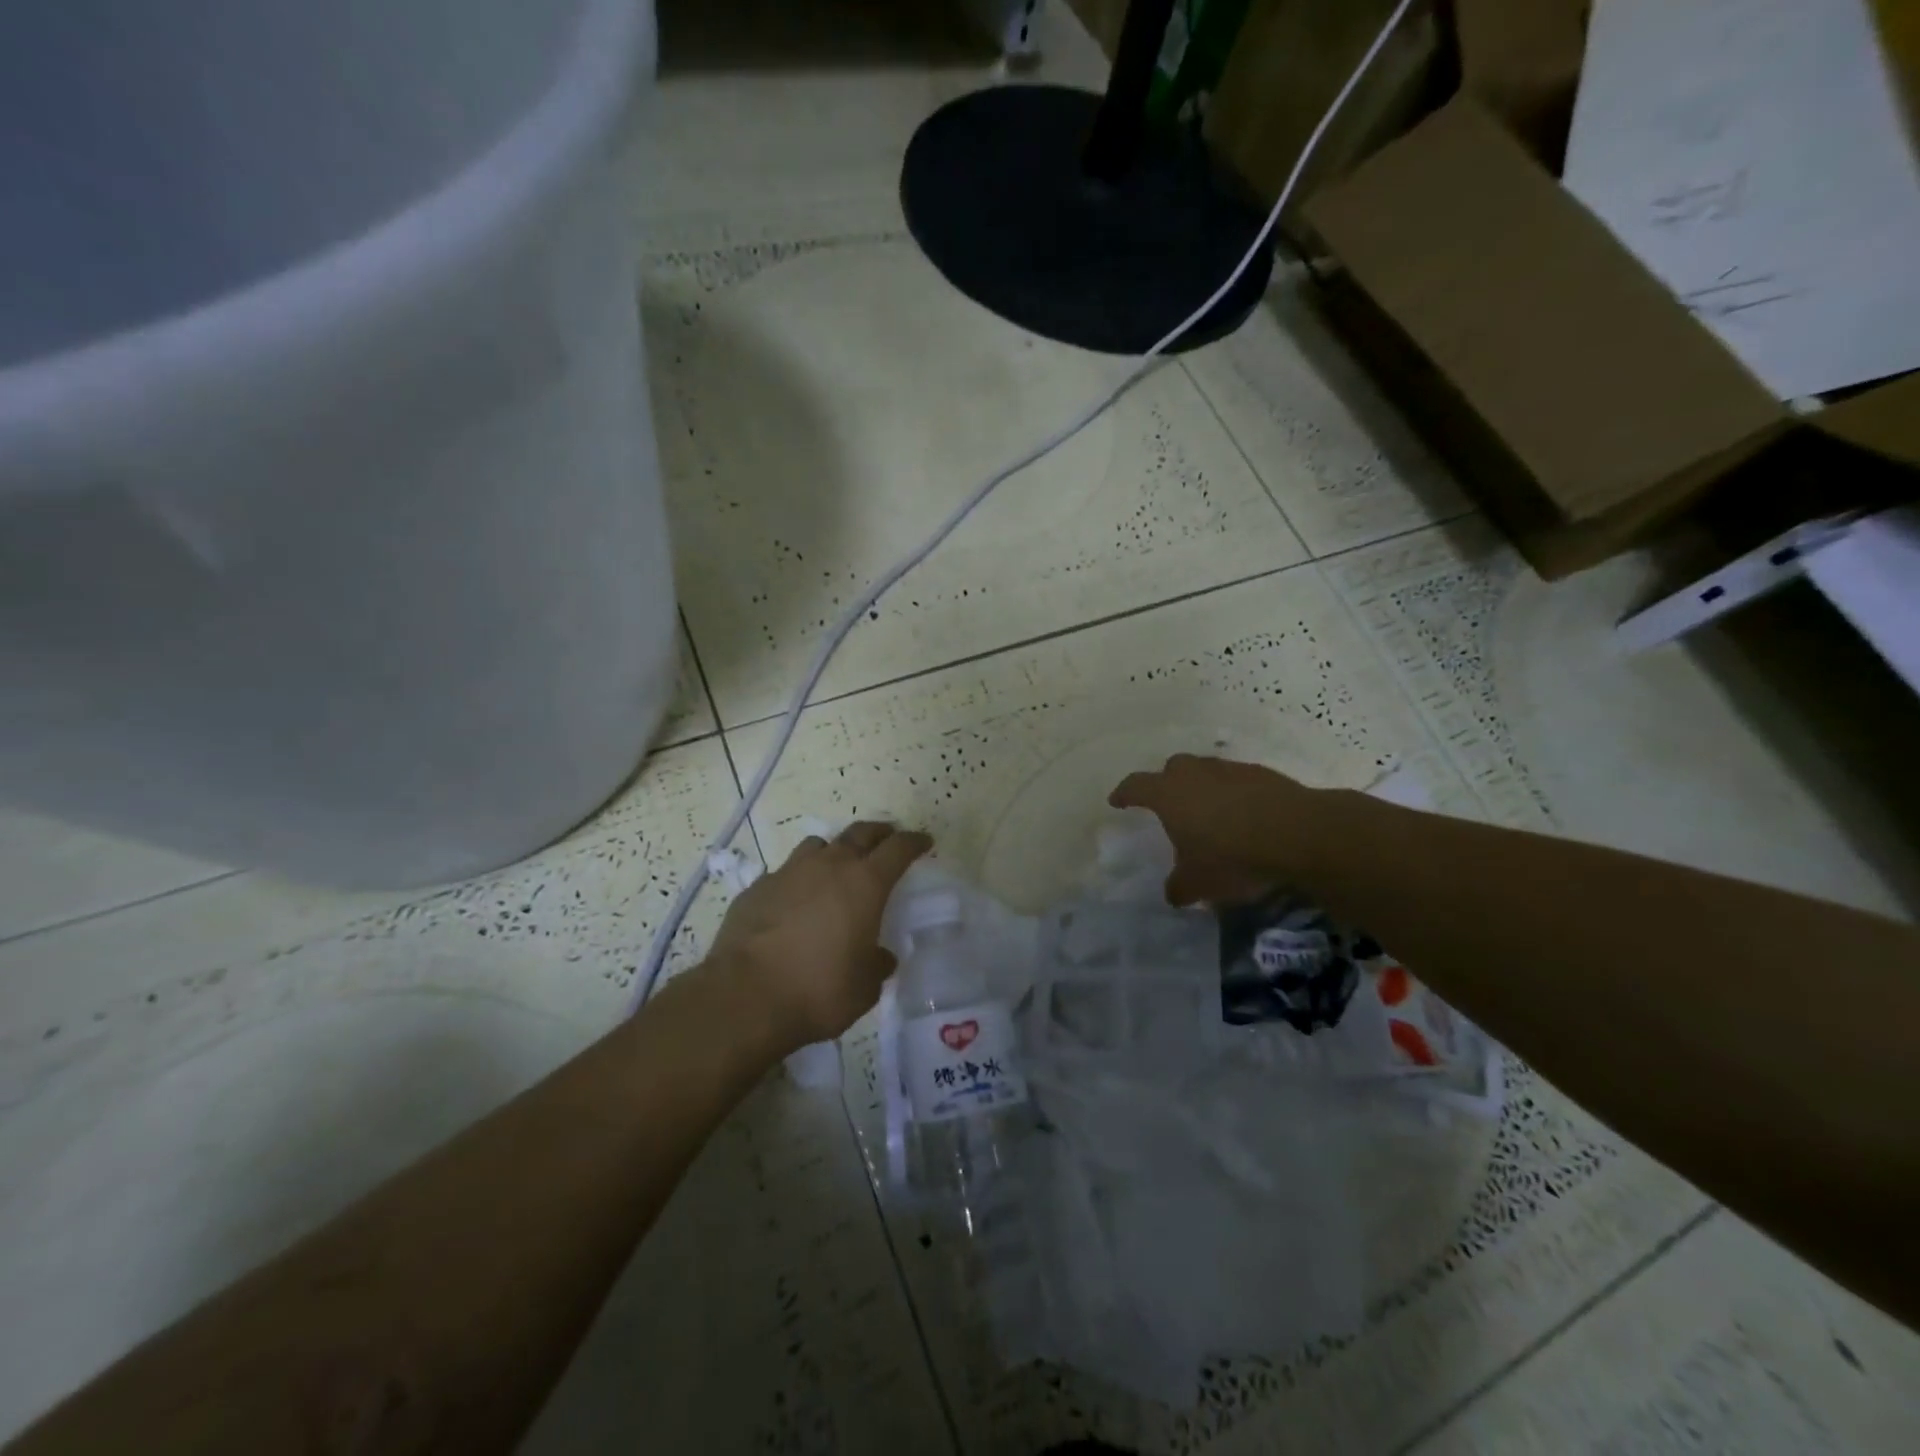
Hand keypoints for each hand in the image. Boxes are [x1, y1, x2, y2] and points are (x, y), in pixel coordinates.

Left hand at [707, 822, 932, 1053]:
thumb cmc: (818, 990)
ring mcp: (788, 872)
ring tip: (837, 868)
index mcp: (864, 883)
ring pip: (818, 846)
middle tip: (888, 840)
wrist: (744, 997)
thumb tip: (880, 957)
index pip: (898, 849)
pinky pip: (785, 873)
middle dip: (879, 834)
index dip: (914, 842)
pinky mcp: (757, 888)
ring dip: (834, 852)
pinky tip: (794, 903)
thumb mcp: (864, 987)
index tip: (924, 842)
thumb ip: (876, 965)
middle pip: (860, 833)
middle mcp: (829, 866)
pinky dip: (797, 881)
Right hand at [1109, 754, 1318, 905]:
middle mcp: (1195, 773)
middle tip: (1169, 804)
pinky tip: (1244, 816)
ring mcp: (1230, 769)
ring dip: (1204, 787)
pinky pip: (1237, 781)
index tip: (1117, 801)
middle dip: (1167, 783)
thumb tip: (1172, 893)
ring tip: (1210, 813)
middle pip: (1172, 769)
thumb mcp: (1197, 883)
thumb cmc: (1231, 855)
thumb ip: (1178, 886)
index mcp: (1168, 794)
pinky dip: (1234, 794)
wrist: (1296, 833)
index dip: (1125, 794)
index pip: (1136, 786)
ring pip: (1207, 771)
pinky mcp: (1263, 774)